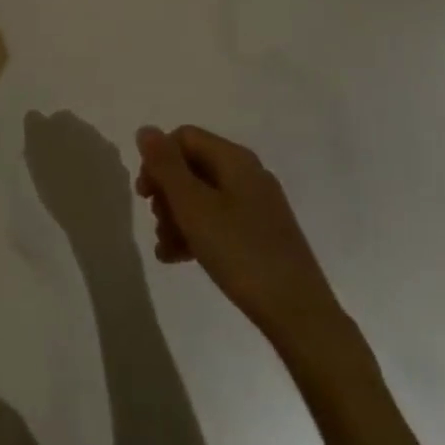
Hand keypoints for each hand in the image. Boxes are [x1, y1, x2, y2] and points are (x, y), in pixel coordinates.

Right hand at [135, 125, 350, 351]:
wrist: (299, 315)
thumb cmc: (240, 251)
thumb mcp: (193, 206)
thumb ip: (165, 165)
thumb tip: (146, 130)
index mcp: (235, 159)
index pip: (184, 137)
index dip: (158, 159)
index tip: (145, 194)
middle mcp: (248, 174)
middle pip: (192, 166)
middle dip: (166, 192)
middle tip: (155, 222)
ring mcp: (257, 206)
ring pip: (203, 196)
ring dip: (177, 216)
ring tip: (165, 248)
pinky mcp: (261, 234)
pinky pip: (219, 221)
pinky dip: (196, 233)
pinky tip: (179, 258)